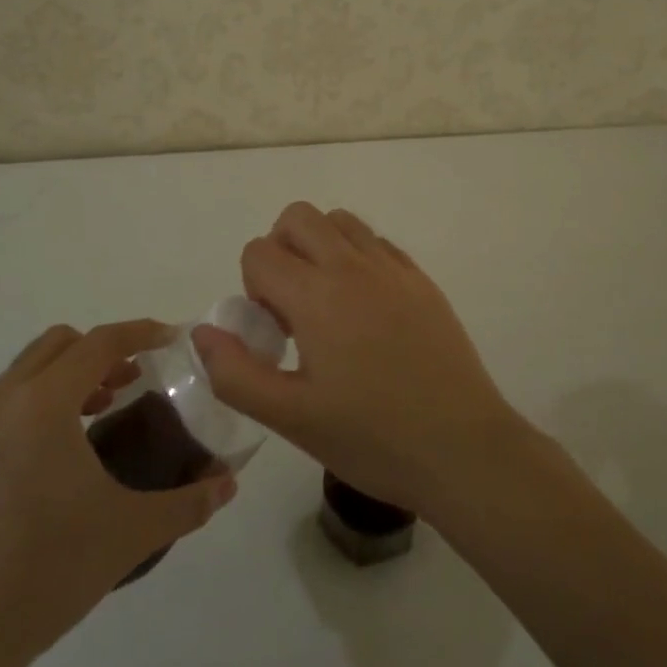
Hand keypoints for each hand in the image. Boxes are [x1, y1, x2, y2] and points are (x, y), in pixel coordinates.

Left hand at [0, 320, 236, 666]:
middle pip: (54, 346)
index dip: (139, 333)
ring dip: (59, 385)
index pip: (99, 343)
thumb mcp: (131, 533)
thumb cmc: (48, 574)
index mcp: (42, 405)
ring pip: (17, 381)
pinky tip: (35, 475)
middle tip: (127, 383)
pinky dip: (21, 422)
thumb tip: (228, 484)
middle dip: (97, 353)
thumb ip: (188, 503)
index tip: (168, 338)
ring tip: (87, 424)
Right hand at [192, 203, 527, 517]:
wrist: (463, 449)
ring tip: (327, 303)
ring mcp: (392, 267)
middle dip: (280, 250)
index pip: (259, 251)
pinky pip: (376, 242)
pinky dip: (357, 257)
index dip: (252, 288)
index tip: (274, 332)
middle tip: (291, 306)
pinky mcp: (421, 279)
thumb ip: (235, 373)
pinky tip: (366, 310)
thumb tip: (203, 332)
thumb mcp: (291, 418)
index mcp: (316, 294)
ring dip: (319, 246)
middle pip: (297, 217)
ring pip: (340, 221)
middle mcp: (352, 265)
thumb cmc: (372, 438)